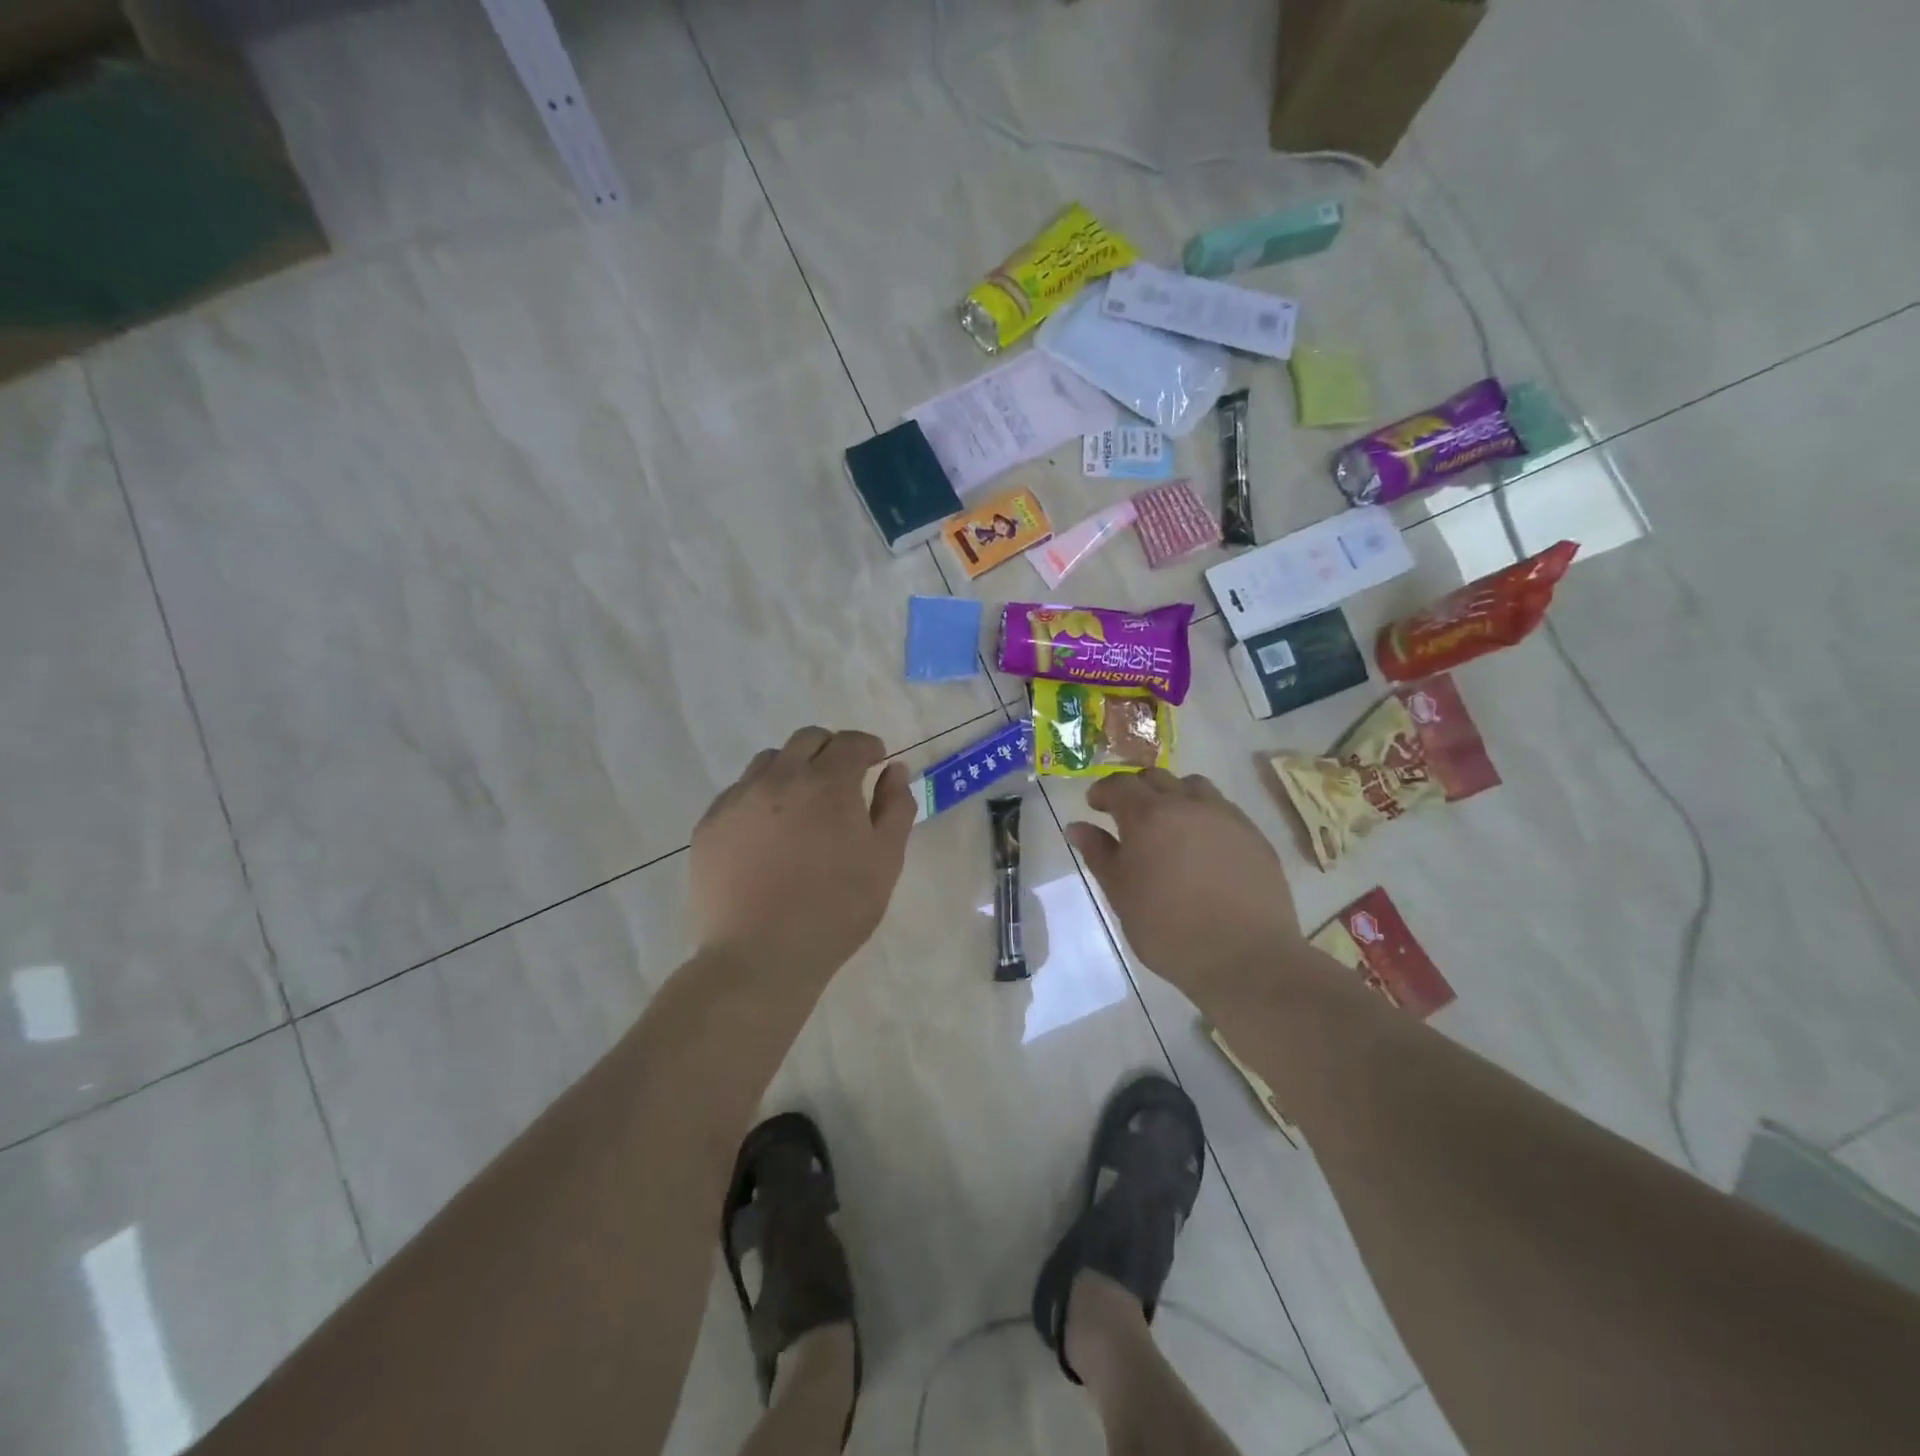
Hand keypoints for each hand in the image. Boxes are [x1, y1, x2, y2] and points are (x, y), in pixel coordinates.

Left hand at [692, 727, 914, 983]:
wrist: (760, 957)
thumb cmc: (835, 910)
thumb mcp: (885, 861)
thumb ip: (895, 807)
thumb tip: (894, 770)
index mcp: (828, 783)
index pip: (852, 742)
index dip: (869, 748)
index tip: (875, 764)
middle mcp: (780, 777)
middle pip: (808, 739)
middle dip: (831, 751)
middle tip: (842, 782)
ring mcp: (738, 799)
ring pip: (769, 761)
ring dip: (792, 769)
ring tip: (801, 807)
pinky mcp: (710, 825)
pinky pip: (738, 793)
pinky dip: (760, 798)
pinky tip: (766, 835)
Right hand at [1066, 769, 1305, 1002]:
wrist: (1245, 958)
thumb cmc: (1168, 930)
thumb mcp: (1121, 895)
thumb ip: (1099, 854)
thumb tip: (1077, 827)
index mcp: (1147, 816)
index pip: (1119, 784)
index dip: (1103, 791)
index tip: (1095, 805)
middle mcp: (1187, 804)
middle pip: (1156, 777)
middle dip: (1136, 789)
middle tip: (1126, 814)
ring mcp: (1225, 816)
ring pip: (1193, 786)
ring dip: (1173, 795)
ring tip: (1168, 824)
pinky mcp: (1253, 834)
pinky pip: (1222, 809)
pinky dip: (1203, 815)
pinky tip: (1202, 846)